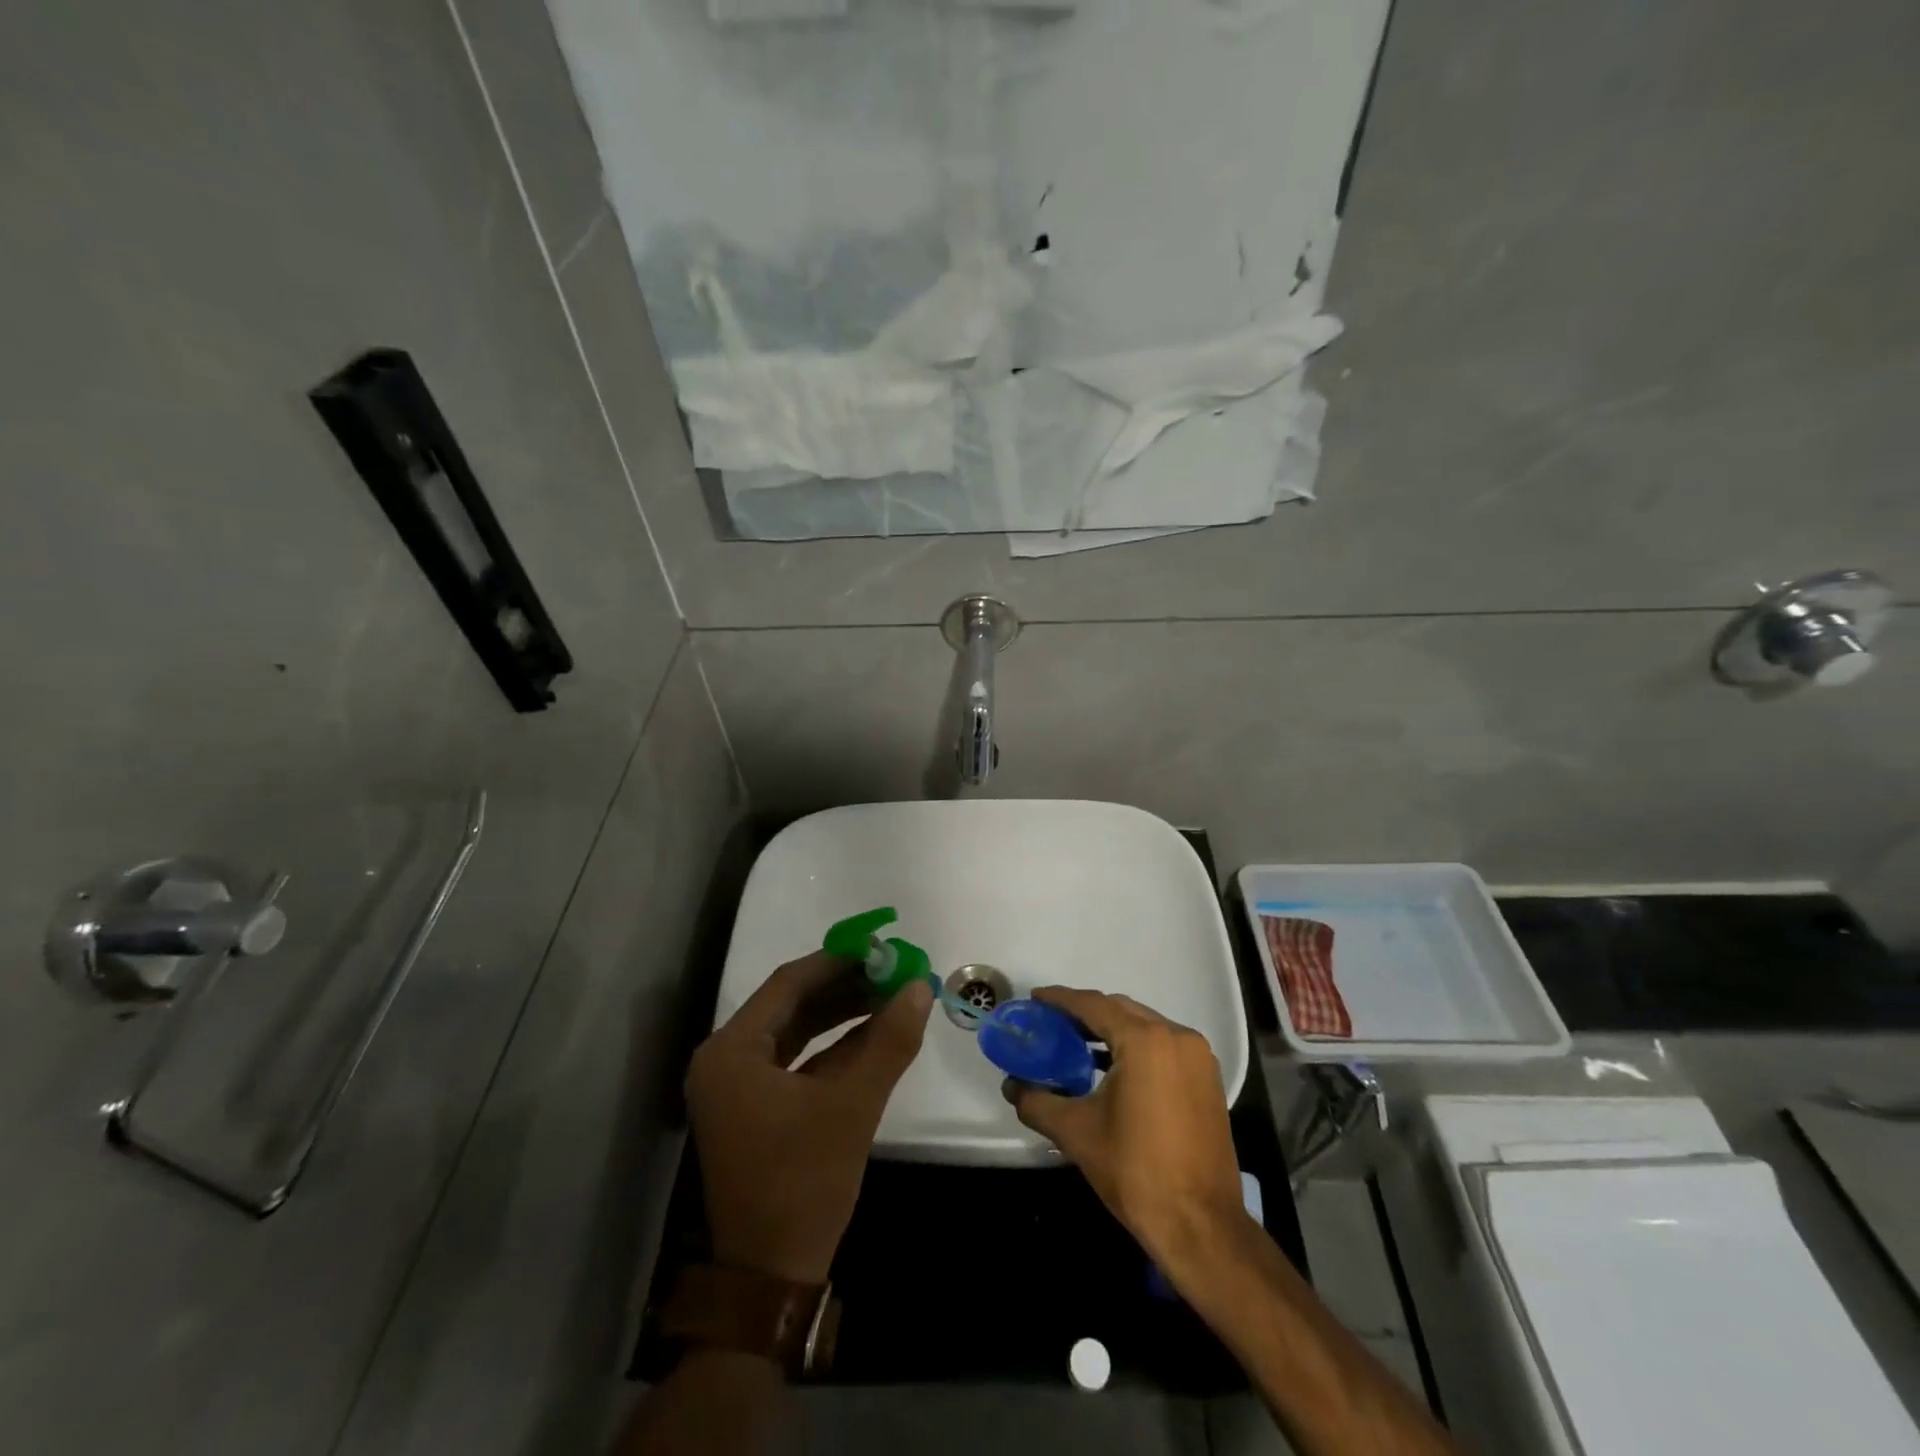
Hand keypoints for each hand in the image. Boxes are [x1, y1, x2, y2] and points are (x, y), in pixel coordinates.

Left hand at [687, 951, 932, 1283]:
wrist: (771, 1278)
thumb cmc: (804, 1182)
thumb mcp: (853, 1106)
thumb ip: (889, 1042)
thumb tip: (920, 986)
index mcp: (731, 1051)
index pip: (788, 984)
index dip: (837, 962)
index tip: (880, 948)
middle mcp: (726, 1060)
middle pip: (791, 1005)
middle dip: (844, 987)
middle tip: (891, 970)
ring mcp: (738, 1087)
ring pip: (795, 1032)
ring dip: (841, 1014)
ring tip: (889, 995)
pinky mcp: (754, 1109)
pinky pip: (795, 1061)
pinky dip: (832, 1047)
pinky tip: (873, 1033)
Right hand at [1003, 986, 1246, 1269]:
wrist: (1201, 1227)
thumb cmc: (1136, 1172)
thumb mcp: (1077, 1133)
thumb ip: (1037, 1102)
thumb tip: (1012, 1086)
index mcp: (1145, 1041)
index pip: (1094, 1005)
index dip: (1061, 999)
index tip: (1035, 999)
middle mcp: (1176, 1037)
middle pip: (1121, 1010)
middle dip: (1085, 1013)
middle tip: (1052, 1023)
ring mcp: (1197, 1057)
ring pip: (1145, 1026)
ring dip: (1111, 1029)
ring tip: (1076, 1043)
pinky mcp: (1207, 1079)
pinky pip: (1163, 1045)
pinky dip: (1135, 1046)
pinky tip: (1112, 1067)